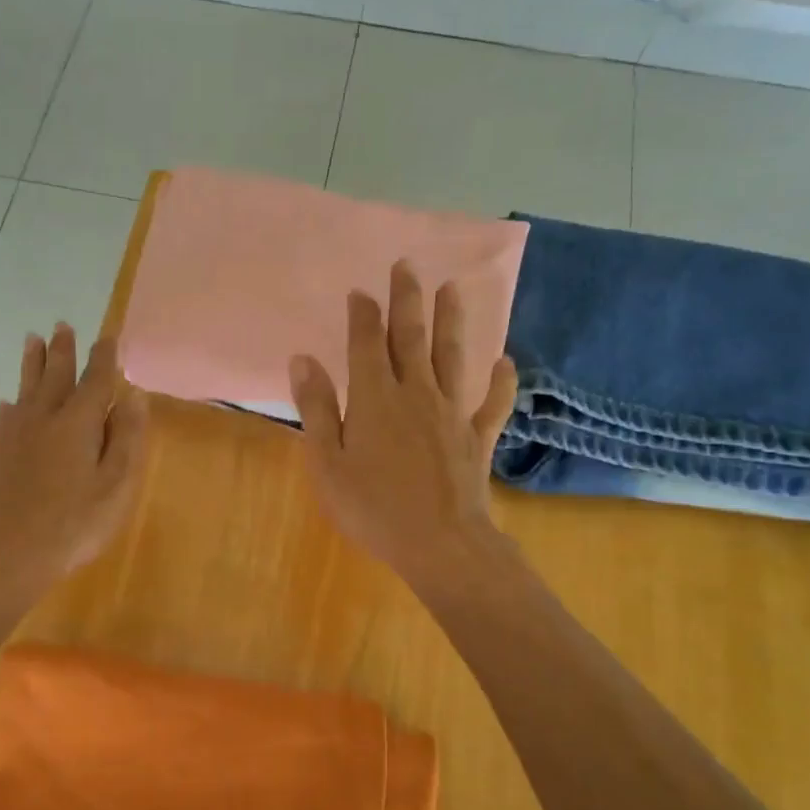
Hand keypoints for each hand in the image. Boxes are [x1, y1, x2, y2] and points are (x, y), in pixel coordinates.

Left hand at [0, 324, 147, 596]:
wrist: (12, 551)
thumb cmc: (76, 521)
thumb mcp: (116, 483)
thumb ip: (125, 436)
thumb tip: (133, 395)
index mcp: (79, 422)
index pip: (95, 380)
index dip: (104, 357)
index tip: (109, 337)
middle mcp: (46, 418)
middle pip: (56, 375)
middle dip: (63, 351)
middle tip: (63, 326)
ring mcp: (18, 435)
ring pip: (27, 388)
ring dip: (33, 363)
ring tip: (33, 340)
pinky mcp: (1, 454)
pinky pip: (7, 416)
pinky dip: (12, 403)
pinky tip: (9, 402)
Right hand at [289, 260, 518, 591]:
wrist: (439, 543)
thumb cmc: (372, 507)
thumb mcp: (327, 462)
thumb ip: (316, 408)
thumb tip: (304, 359)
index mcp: (374, 398)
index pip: (366, 343)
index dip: (363, 314)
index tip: (360, 291)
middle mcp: (415, 393)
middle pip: (411, 337)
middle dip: (408, 300)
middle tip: (407, 265)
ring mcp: (451, 412)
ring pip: (452, 356)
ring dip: (451, 321)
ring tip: (452, 288)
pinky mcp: (476, 437)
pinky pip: (492, 403)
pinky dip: (501, 382)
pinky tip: (506, 363)